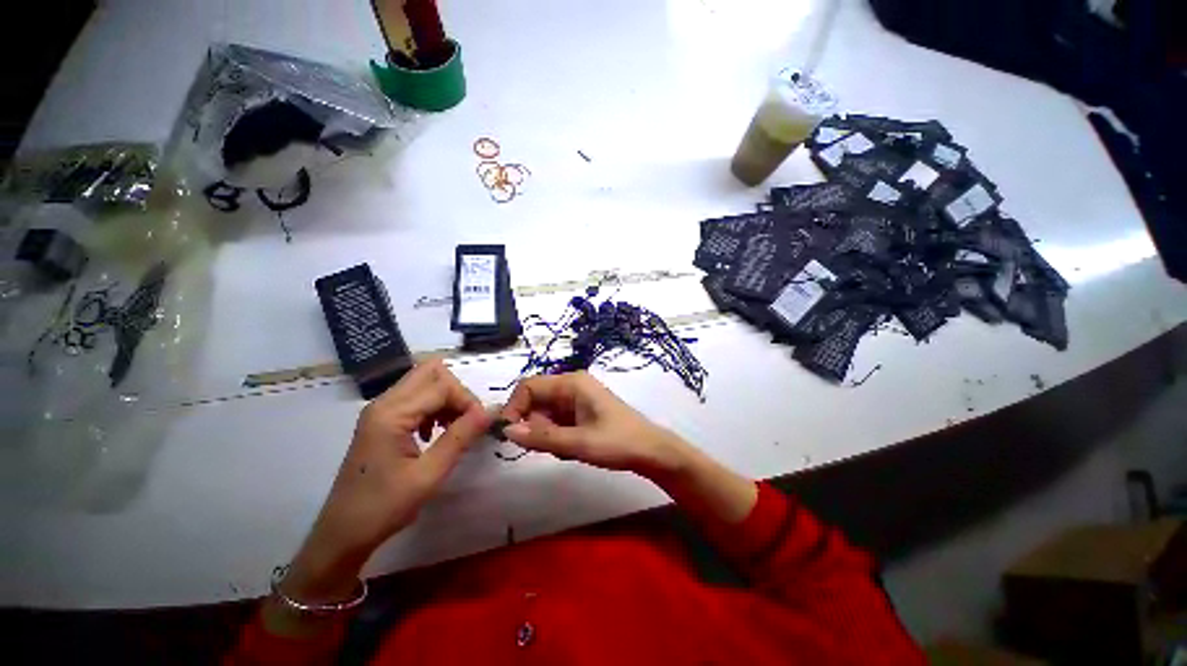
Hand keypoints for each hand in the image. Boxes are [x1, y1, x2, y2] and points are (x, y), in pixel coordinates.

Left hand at [283, 361, 491, 603]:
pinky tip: (436, 433)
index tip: (480, 425)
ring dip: (447, 400)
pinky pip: (417, 398)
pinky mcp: (382, 420)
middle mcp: (384, 402)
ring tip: (455, 429)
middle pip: (431, 372)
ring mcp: (381, 410)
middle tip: (467, 420)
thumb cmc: (384, 507)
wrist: (343, 534)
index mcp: (391, 413)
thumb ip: (462, 436)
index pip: (442, 385)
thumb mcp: (430, 474)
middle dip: (457, 392)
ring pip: (425, 383)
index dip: (467, 400)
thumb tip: (492, 411)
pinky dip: (434, 407)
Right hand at [500, 372, 686, 475]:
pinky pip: (555, 421)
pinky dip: (556, 437)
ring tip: (567, 448)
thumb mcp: (578, 443)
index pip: (528, 386)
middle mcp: (571, 386)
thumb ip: (541, 437)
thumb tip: (506, 431)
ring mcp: (576, 399)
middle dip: (535, 426)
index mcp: (571, 383)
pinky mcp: (579, 412)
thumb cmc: (617, 443)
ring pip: (544, 414)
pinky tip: (573, 447)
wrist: (649, 452)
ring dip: (547, 434)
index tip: (510, 435)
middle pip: (535, 401)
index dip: (514, 407)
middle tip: (550, 446)